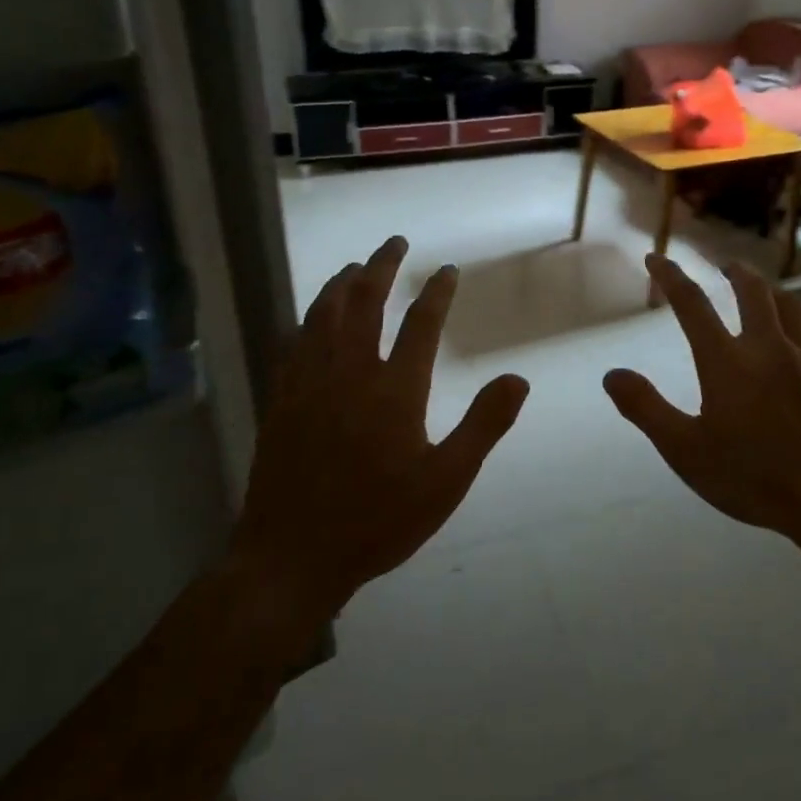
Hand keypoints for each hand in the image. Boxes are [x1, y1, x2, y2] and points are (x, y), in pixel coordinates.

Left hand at [232, 237, 528, 615]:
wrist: (292, 558)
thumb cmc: (378, 522)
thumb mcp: (446, 481)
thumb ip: (483, 425)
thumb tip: (518, 378)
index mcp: (395, 390)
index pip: (420, 324)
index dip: (437, 292)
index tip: (447, 270)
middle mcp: (350, 374)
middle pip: (364, 302)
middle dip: (382, 267)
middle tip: (395, 242)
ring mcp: (309, 384)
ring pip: (323, 315)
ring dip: (341, 284)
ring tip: (354, 265)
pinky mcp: (282, 401)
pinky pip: (294, 343)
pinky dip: (308, 319)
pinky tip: (312, 317)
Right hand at [604, 256, 800, 591]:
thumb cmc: (752, 476)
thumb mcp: (684, 450)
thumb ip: (646, 408)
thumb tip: (612, 374)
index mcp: (726, 361)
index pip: (691, 304)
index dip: (670, 276)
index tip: (656, 257)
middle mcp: (768, 347)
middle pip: (752, 291)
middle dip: (736, 272)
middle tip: (726, 266)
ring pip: (790, 307)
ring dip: (772, 292)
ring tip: (764, 291)